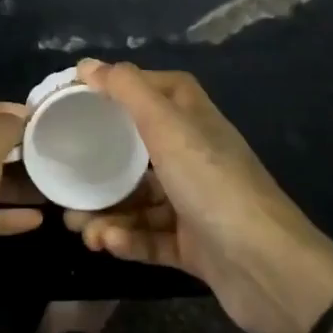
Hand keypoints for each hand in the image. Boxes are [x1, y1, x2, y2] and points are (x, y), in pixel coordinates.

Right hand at [65, 60, 332, 332]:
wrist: (267, 268)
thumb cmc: (212, 184)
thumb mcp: (167, 127)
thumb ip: (127, 91)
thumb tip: (87, 64)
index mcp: (194, 121)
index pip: (159, 90)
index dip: (124, 88)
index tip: (82, 97)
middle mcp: (196, 157)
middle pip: (138, 151)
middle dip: (99, 166)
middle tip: (65, 180)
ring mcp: (196, 203)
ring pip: (139, 201)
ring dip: (106, 212)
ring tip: (79, 227)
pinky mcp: (194, 246)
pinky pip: (150, 237)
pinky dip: (127, 239)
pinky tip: (107, 244)